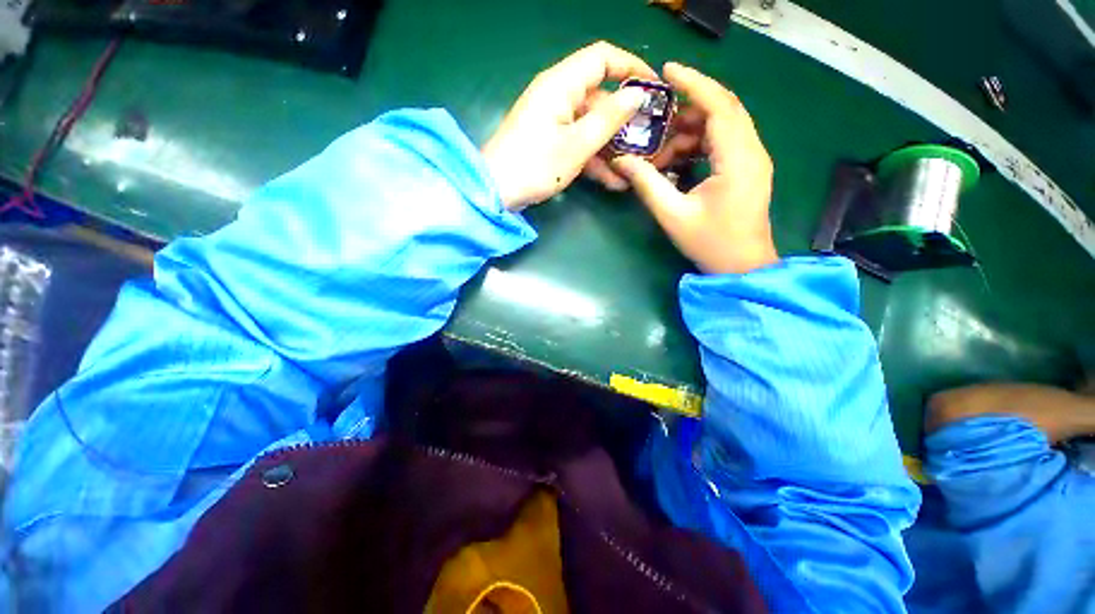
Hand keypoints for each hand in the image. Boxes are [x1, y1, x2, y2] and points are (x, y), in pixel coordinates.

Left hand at [482, 42, 656, 210]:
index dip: (631, 67)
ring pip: (590, 126)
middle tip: (648, 140)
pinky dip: (594, 160)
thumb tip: (637, 93)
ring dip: (611, 148)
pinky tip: (612, 181)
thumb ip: (609, 118)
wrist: (496, 192)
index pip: (602, 58)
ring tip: (633, 169)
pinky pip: (578, 143)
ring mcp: (553, 122)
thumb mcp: (577, 144)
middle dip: (624, 120)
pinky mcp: (549, 143)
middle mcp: (557, 96)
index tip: (653, 88)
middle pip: (599, 97)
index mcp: (561, 84)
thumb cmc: (535, 165)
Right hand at [611, 63, 777, 274]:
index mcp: (738, 159)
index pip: (719, 106)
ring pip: (722, 126)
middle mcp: (752, 151)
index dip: (694, 83)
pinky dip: (698, 145)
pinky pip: (723, 143)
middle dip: (687, 110)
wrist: (742, 267)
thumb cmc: (710, 243)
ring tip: (661, 152)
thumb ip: (647, 184)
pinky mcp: (747, 169)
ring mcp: (752, 159)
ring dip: (690, 132)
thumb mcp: (672, 215)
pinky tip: (677, 162)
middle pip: (722, 110)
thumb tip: (622, 161)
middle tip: (655, 122)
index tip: (667, 71)